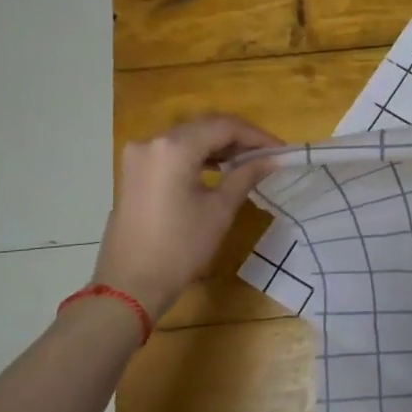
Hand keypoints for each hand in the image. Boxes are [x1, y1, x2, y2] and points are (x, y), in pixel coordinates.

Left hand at [90, 115, 281, 319]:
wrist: (130, 284)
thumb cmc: (180, 248)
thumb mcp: (219, 210)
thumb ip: (246, 175)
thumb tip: (271, 160)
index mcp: (174, 147)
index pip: (224, 126)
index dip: (257, 136)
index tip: (281, 150)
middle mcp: (153, 141)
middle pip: (205, 126)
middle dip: (238, 138)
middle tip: (267, 155)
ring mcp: (139, 155)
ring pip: (188, 137)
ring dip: (218, 145)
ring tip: (247, 162)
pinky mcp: (134, 170)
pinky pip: (172, 151)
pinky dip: (197, 155)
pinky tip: (218, 169)